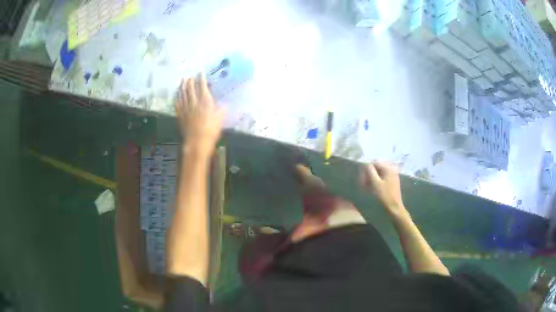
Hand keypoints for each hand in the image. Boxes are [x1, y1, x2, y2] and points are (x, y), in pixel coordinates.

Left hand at [175, 73, 224, 154]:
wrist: (196, 142)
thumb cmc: (210, 131)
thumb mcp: (220, 120)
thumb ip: (221, 111)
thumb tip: (224, 105)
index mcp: (205, 102)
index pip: (202, 86)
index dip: (201, 78)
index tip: (201, 72)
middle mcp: (194, 102)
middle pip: (190, 89)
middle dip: (190, 81)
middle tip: (190, 76)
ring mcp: (185, 109)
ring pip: (182, 94)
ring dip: (182, 87)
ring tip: (182, 81)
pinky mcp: (180, 115)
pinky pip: (177, 104)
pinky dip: (177, 98)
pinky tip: (177, 96)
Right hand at [361, 161, 407, 217]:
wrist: (394, 207)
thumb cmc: (384, 195)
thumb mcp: (375, 183)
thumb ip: (370, 171)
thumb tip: (366, 164)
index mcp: (388, 168)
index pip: (374, 163)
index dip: (366, 169)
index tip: (361, 179)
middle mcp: (391, 169)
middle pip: (377, 167)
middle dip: (369, 174)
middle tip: (363, 184)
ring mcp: (392, 175)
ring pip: (379, 173)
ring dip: (372, 178)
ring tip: (366, 187)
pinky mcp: (392, 181)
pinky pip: (382, 177)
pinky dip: (376, 181)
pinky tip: (372, 188)